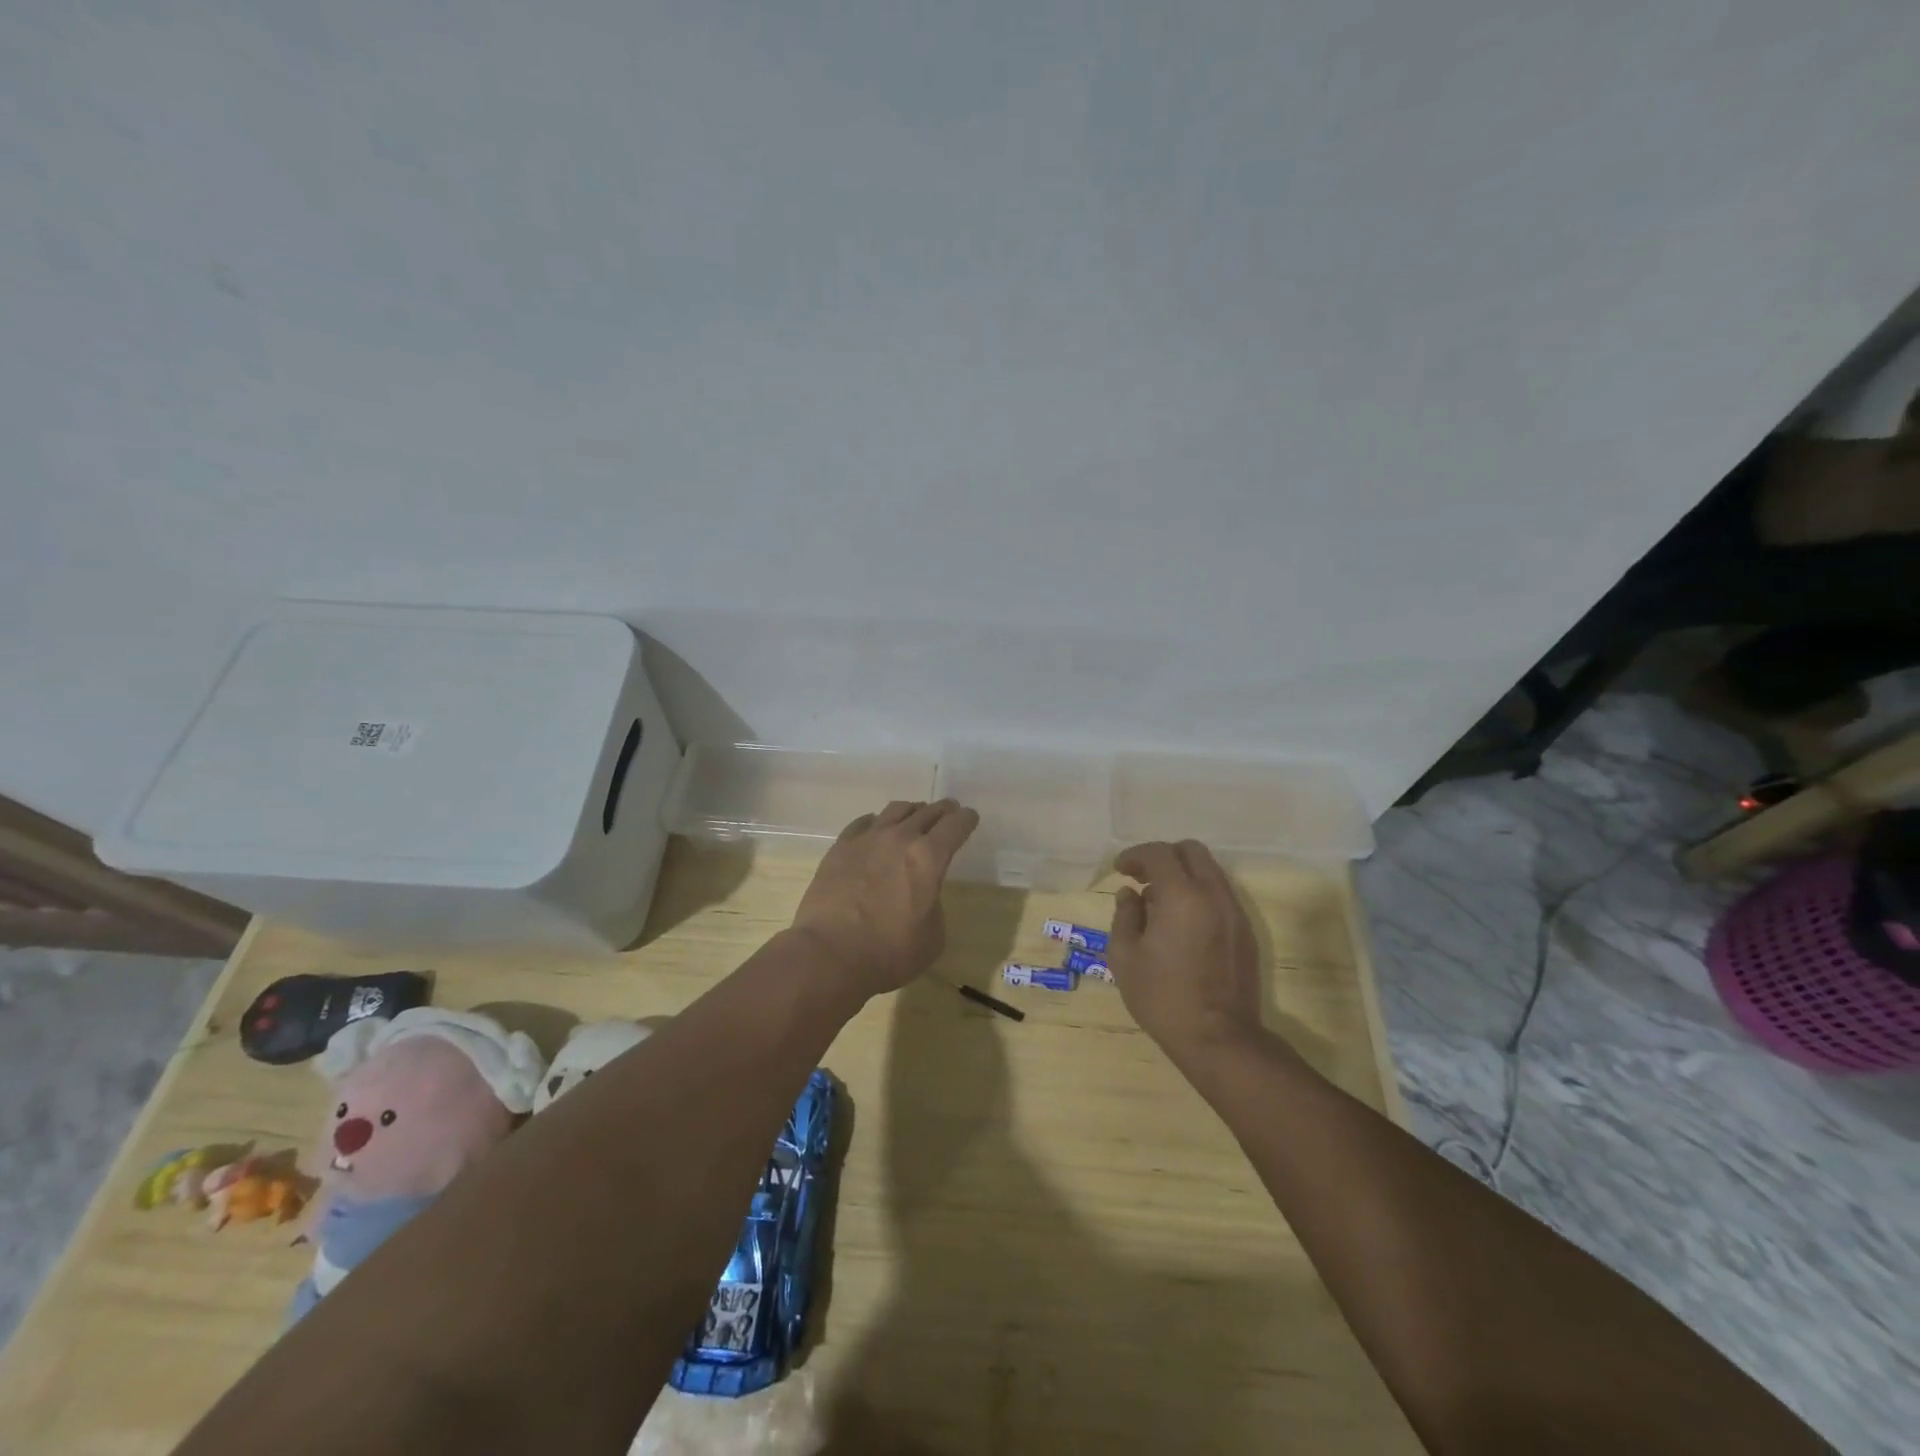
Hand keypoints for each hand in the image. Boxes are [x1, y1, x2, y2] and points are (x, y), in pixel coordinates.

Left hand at [791, 799, 979, 997]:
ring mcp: (867, 839)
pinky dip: (877, 822)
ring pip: (896, 810)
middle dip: (943, 810)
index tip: (970, 818)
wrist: (829, 954)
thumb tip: (923, 895)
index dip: (966, 819)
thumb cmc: (889, 953)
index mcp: (929, 858)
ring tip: (915, 816)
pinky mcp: (841, 846)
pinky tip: (876, 828)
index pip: (956, 825)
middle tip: (949, 811)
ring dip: (912, 811)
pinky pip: (864, 822)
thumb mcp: (932, 937)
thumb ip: (934, 905)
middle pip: (927, 812)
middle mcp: (900, 838)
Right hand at [1110, 840, 1264, 1061]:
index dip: (1136, 855)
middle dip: (1163, 856)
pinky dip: (1199, 894)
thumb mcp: (1125, 957)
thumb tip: (1130, 895)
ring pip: (1210, 872)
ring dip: (1183, 875)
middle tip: (1142, 878)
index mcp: (1182, 896)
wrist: (1219, 1038)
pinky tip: (1182, 923)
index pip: (1160, 853)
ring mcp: (1235, 913)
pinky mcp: (1245, 932)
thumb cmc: (1162, 997)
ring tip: (1159, 902)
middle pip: (1192, 851)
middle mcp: (1214, 895)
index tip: (1120, 870)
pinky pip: (1220, 895)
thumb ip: (1125, 916)